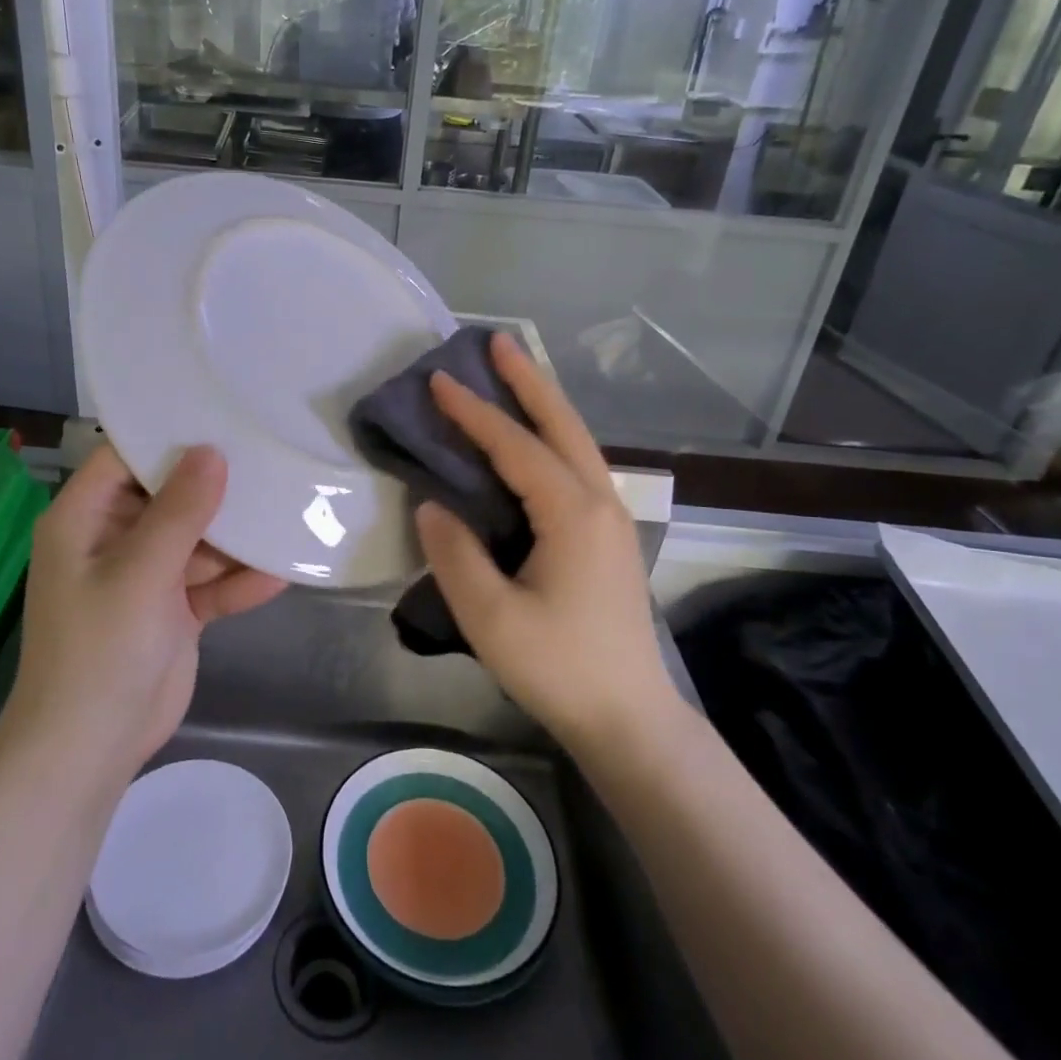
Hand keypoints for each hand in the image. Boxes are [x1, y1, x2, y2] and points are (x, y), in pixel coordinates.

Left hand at [0, 444, 285, 783]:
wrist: (90, 751)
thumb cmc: (100, 650)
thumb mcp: (140, 573)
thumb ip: (180, 512)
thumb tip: (212, 452)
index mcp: (85, 519)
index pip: (125, 457)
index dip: (168, 435)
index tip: (220, 414)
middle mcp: (114, 539)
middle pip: (169, 496)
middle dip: (216, 485)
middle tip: (269, 455)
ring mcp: (146, 576)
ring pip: (197, 540)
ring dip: (236, 536)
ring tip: (288, 509)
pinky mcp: (172, 610)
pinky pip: (210, 583)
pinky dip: (238, 581)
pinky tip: (282, 574)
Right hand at [414, 334, 678, 751]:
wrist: (628, 717)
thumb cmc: (558, 667)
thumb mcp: (491, 617)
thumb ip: (455, 554)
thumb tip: (432, 503)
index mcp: (572, 513)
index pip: (515, 446)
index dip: (473, 412)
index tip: (438, 379)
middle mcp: (599, 501)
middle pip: (562, 424)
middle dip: (528, 380)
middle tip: (496, 342)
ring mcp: (610, 518)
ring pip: (575, 442)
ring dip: (543, 404)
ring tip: (512, 375)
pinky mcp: (608, 537)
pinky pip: (576, 466)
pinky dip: (551, 437)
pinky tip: (532, 441)